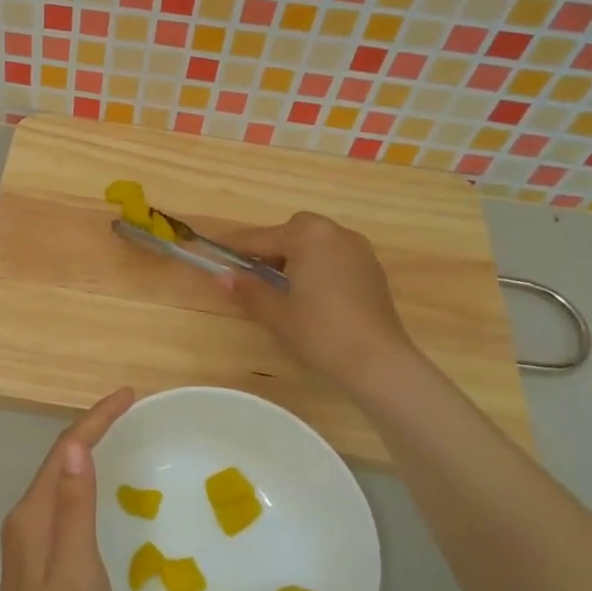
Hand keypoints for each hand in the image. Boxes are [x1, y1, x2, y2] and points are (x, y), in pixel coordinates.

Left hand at [0, 387, 134, 590]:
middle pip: (59, 461)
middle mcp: (26, 519)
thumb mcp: (76, 565)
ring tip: (124, 440)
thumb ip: (74, 505)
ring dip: (89, 455)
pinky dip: (86, 485)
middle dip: (93, 430)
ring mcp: (30, 542)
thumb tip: (74, 446)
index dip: (96, 419)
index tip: (129, 395)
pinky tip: (106, 495)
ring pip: (61, 482)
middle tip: (132, 413)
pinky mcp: (39, 561)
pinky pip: (65, 504)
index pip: (65, 450)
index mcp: (33, 514)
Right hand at [222, 212, 418, 388]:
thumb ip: (248, 289)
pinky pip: (335, 256)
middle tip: (255, 276)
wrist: (378, 360)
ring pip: (316, 242)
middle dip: (271, 248)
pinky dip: (318, 266)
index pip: (260, 238)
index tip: (213, 251)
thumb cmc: (320, 332)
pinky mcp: (372, 269)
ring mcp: (358, 249)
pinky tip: (313, 295)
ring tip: (284, 287)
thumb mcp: (276, 313)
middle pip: (292, 231)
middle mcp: (335, 233)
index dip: (234, 247)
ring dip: (296, 256)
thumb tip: (223, 275)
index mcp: (308, 237)